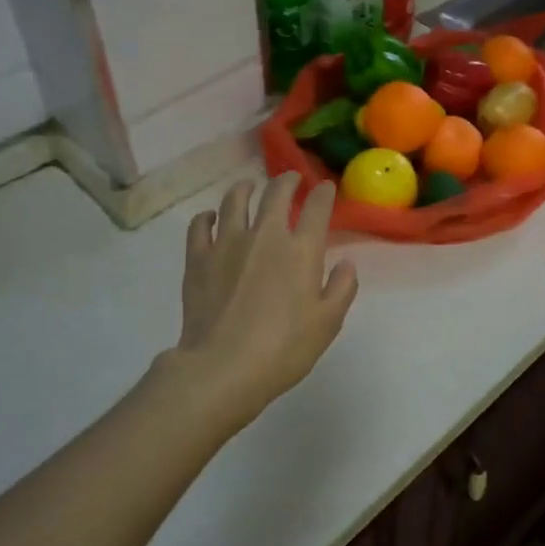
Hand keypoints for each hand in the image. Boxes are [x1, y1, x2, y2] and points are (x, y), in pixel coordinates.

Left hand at [163, 173, 358, 436]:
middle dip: (287, 181)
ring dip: (245, 188)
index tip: (325, 188)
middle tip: (291, 179)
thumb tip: (346, 263)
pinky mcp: (198, 258)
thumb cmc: (284, 348)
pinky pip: (200, 225)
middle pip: (275, 193)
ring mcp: (227, 243)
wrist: (223, 367)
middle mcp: (265, 235)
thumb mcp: (327, 323)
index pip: (316, 207)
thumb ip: (341, 288)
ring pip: (235, 200)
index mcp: (301, 249)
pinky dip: (207, 217)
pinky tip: (211, 218)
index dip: (322, 193)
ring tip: (249, 186)